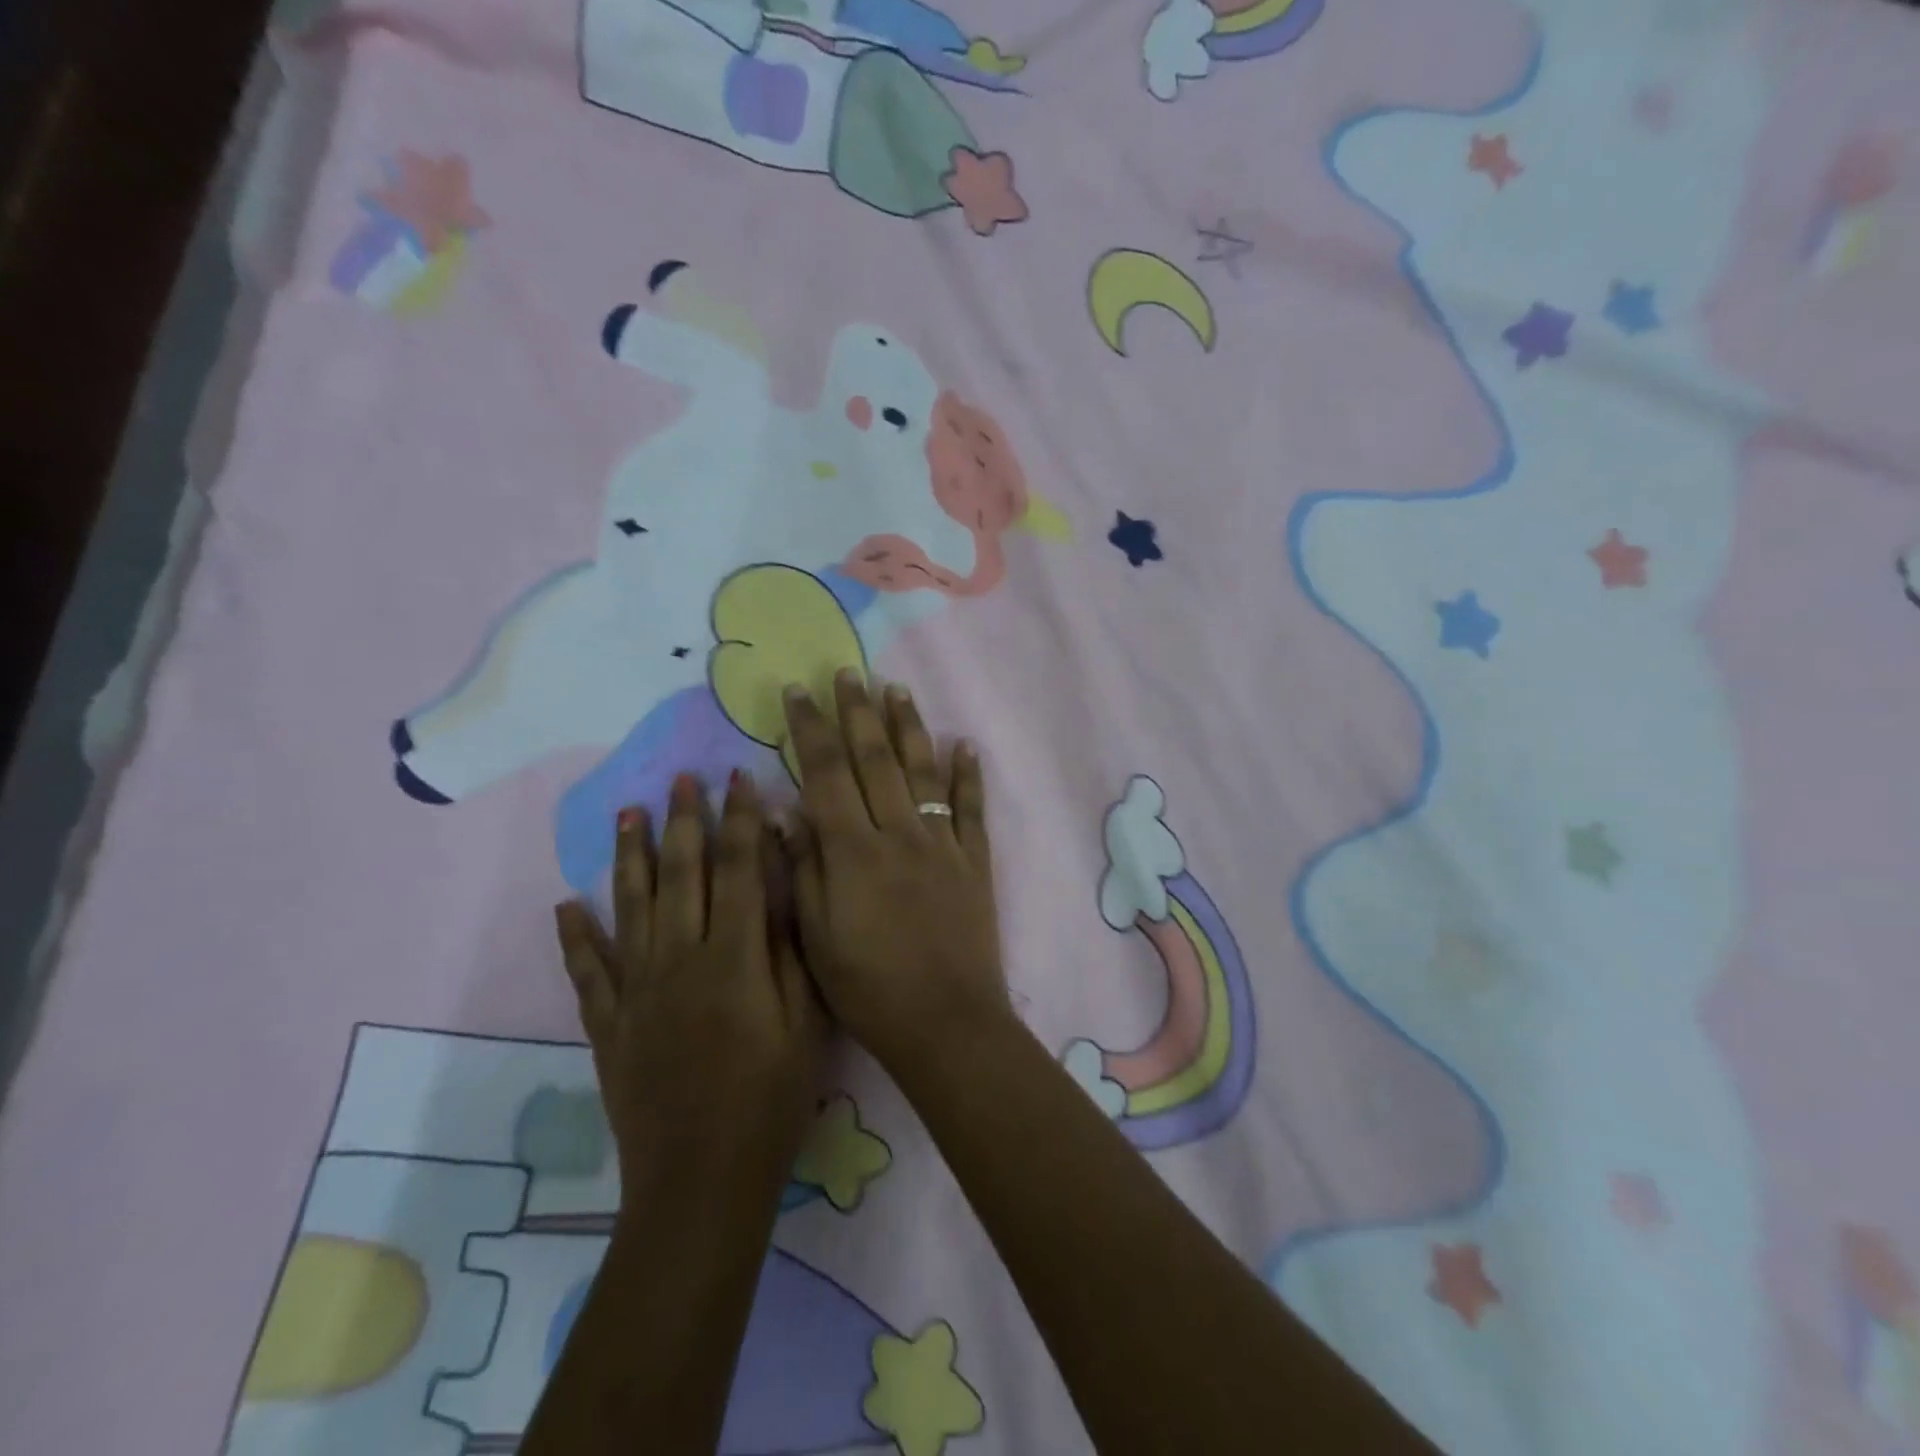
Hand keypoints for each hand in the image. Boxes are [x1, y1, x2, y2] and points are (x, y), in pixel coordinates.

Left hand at [554, 772, 828, 1205]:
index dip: (740, 820)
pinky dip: (575, 937)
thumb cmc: (771, 1100)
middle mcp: (679, 960)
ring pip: (630, 907)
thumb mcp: (806, 1022)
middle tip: (681, 778)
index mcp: (733, 957)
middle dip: (684, 821)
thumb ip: (790, 949)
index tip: (738, 778)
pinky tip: (565, 905)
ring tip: (628, 813)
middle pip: (681, 875)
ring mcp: (637, 991)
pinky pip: (588, 971)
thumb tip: (782, 886)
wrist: (702, 1183)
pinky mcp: (609, 1025)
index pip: (738, 869)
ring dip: (629, 857)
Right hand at [782, 672, 1011, 1070]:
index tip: (799, 693)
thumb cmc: (868, 987)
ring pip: (923, 771)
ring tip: (897, 690)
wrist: (945, 1021)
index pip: (826, 773)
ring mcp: (942, 843)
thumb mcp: (816, 935)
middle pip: (875, 758)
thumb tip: (785, 811)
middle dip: (858, 711)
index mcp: (853, 850)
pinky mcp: (974, 860)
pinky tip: (965, 745)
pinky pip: (970, 808)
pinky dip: (968, 775)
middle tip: (848, 672)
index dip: (811, 729)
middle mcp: (898, 832)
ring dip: (909, 728)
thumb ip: (803, 868)